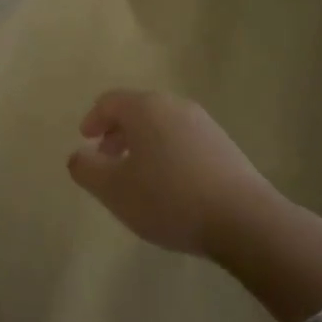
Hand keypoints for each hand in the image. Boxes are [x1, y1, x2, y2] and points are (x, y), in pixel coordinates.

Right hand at [66, 90, 283, 256]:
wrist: (243, 219)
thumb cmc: (168, 198)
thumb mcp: (113, 189)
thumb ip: (86, 168)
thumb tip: (78, 155)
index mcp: (146, 108)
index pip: (110, 101)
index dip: (93, 119)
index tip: (85, 140)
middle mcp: (175, 106)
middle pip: (138, 110)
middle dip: (117, 132)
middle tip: (107, 159)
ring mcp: (204, 124)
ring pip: (162, 126)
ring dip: (142, 144)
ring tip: (136, 177)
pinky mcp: (224, 146)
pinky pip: (183, 141)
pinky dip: (166, 153)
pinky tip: (169, 186)